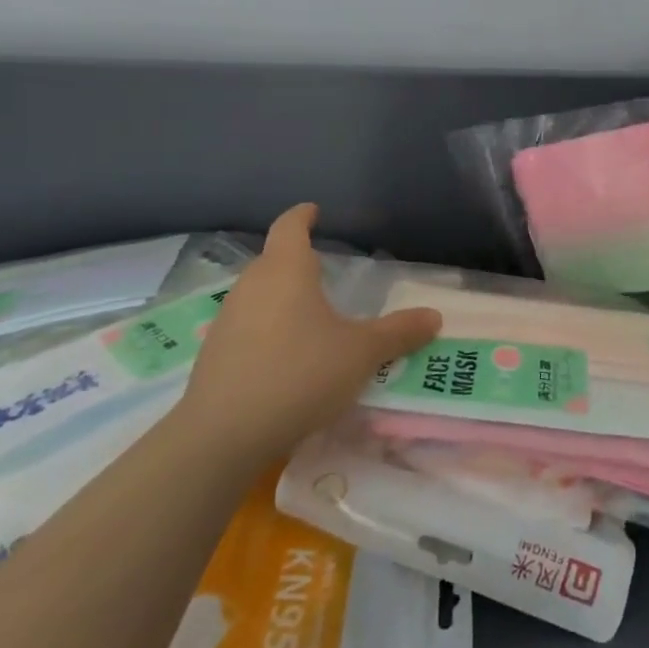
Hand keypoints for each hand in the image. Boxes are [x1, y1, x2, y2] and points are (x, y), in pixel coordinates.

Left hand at [179, 206, 441, 467]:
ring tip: (311, 314)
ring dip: (282, 297)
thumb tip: (434, 316)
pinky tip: (287, 355)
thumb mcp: (362, 353)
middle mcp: (251, 286)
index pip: (290, 227)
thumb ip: (399, 332)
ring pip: (259, 294)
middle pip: (273, 260)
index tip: (313, 210)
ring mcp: (227, 320)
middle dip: (297, 260)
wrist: (223, 436)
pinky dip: (268, 328)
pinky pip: (247, 326)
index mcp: (285, 271)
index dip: (303, 216)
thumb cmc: (300, 375)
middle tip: (326, 270)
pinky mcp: (214, 354)